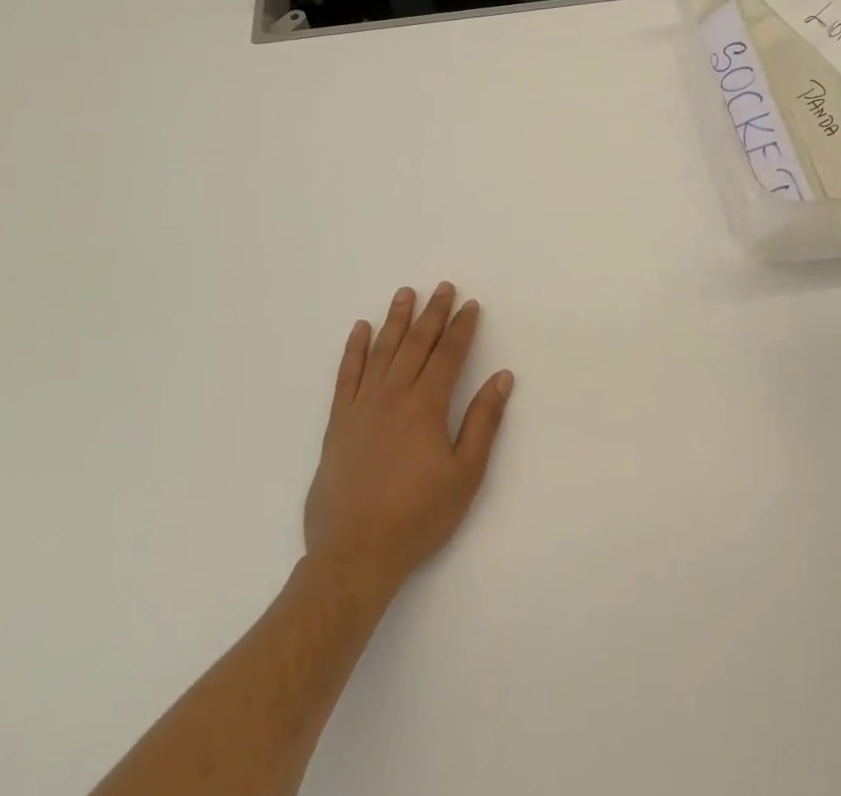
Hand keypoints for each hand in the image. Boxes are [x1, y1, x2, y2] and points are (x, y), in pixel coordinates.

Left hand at [303, 283, 514, 596]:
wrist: (354, 554)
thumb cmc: (418, 516)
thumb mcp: (465, 474)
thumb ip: (483, 421)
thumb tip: (503, 378)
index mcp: (426, 405)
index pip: (449, 354)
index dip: (462, 327)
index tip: (471, 305)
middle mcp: (393, 395)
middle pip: (416, 344)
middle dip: (433, 313)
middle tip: (444, 287)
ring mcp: (362, 406)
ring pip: (382, 351)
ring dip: (396, 319)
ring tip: (405, 293)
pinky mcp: (337, 423)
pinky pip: (346, 376)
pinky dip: (354, 350)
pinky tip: (360, 329)